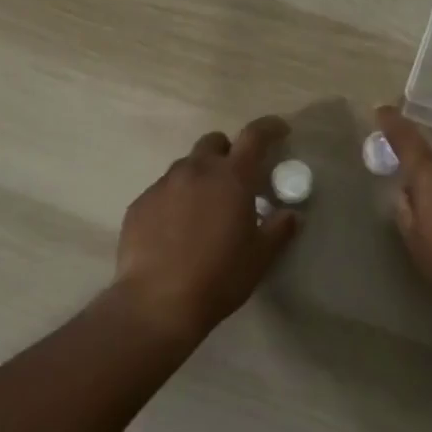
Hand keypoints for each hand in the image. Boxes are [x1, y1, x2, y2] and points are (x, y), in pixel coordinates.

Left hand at [114, 115, 299, 340]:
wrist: (155, 303)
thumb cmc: (218, 277)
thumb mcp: (260, 257)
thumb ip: (279, 229)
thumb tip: (291, 214)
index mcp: (231, 177)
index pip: (255, 136)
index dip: (270, 127)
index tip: (280, 131)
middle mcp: (195, 170)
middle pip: (214, 142)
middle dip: (228, 152)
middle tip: (236, 179)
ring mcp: (163, 185)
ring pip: (186, 166)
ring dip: (200, 176)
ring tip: (203, 209)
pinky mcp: (140, 204)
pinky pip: (163, 190)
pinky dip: (175, 199)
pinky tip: (176, 229)